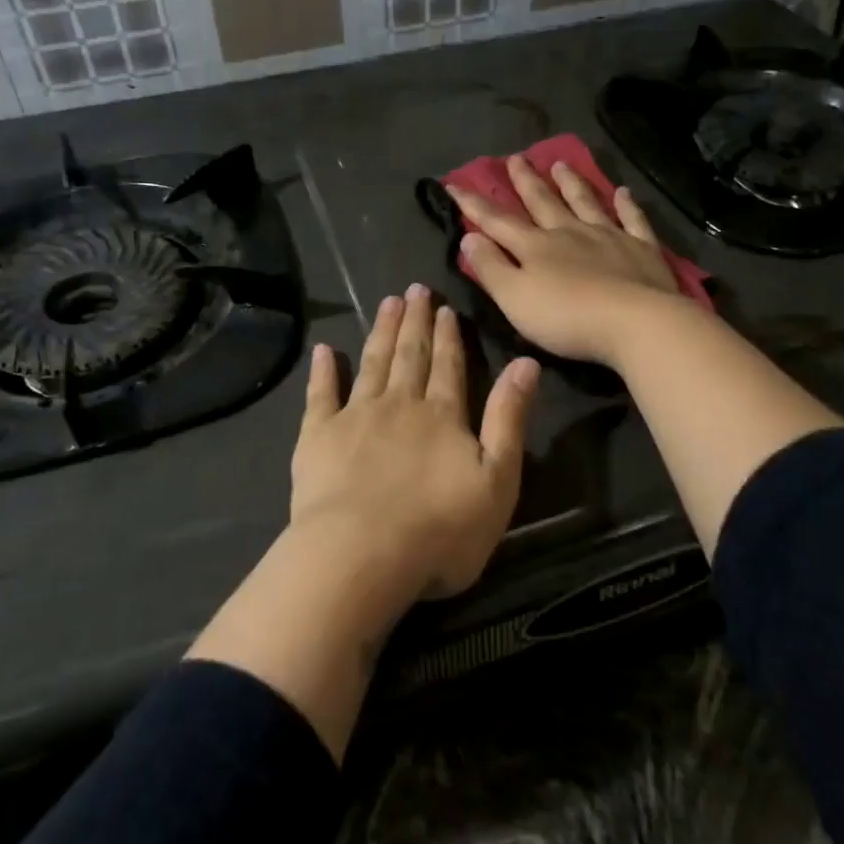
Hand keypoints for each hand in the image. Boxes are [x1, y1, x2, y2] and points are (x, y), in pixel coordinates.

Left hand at [292, 284, 539, 600]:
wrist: (361, 555)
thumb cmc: (440, 529)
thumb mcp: (497, 479)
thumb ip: (509, 418)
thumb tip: (526, 363)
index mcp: (442, 415)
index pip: (448, 365)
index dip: (448, 335)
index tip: (444, 306)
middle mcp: (400, 404)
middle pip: (410, 355)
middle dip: (414, 321)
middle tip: (414, 289)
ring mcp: (356, 417)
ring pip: (372, 364)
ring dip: (381, 332)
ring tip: (387, 303)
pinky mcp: (318, 437)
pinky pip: (321, 395)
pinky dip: (323, 371)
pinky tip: (324, 350)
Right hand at [447, 155, 680, 366]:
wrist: (635, 323)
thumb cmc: (566, 317)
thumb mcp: (515, 298)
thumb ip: (491, 268)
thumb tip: (470, 237)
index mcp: (536, 247)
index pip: (497, 221)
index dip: (474, 204)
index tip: (455, 184)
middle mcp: (569, 233)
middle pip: (543, 202)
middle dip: (526, 182)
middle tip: (515, 158)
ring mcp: (609, 237)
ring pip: (585, 203)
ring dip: (571, 183)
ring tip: (560, 164)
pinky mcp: (642, 250)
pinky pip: (632, 220)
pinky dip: (627, 205)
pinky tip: (624, 192)